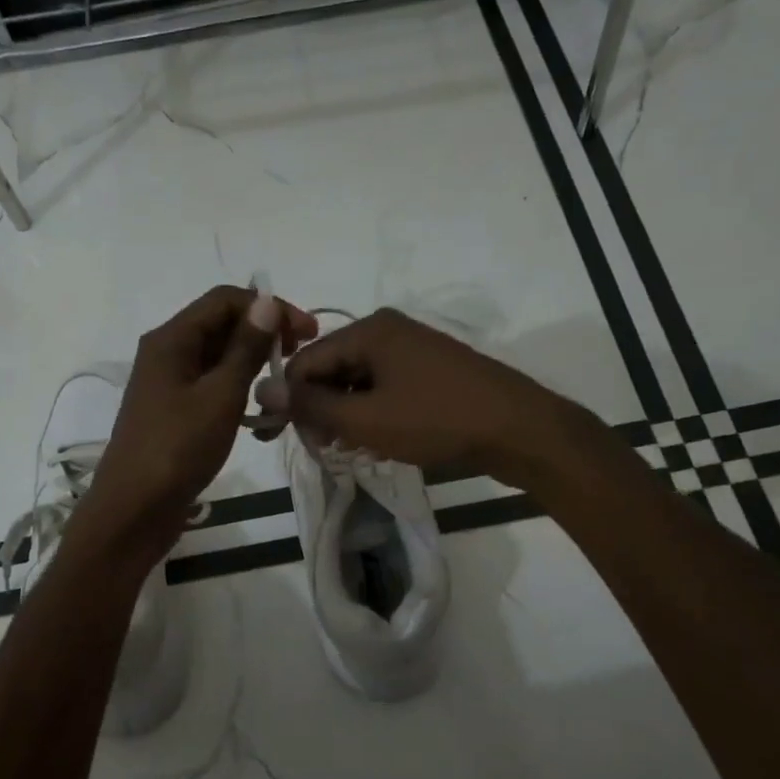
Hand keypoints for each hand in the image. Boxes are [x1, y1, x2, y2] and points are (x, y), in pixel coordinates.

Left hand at [76, 286, 316, 564]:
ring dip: (254, 367)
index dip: (269, 308)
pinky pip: (212, 388)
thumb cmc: (178, 449)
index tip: (307, 331)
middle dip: (264, 336)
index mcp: (172, 339)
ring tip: (284, 390)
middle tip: (300, 357)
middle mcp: (167, 353)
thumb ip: (245, 349)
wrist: (134, 510)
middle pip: (222, 326)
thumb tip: (265, 303)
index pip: (225, 300)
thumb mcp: (220, 396)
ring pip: (219, 359)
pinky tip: (260, 418)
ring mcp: (169, 384)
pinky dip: (238, 394)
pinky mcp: (175, 412)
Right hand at [268, 308, 578, 486]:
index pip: (305, 361)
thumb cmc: (437, 421)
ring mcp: (412, 349)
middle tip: (323, 448)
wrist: (519, 430)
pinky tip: (375, 440)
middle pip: (330, 368)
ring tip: (349, 449)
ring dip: (345, 415)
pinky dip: (371, 413)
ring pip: (356, 382)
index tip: (286, 440)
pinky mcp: (429, 371)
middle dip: (320, 409)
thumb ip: (311, 405)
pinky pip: (383, 388)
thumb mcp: (366, 419)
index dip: (290, 401)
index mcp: (368, 330)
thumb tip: (260, 390)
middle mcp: (387, 330)